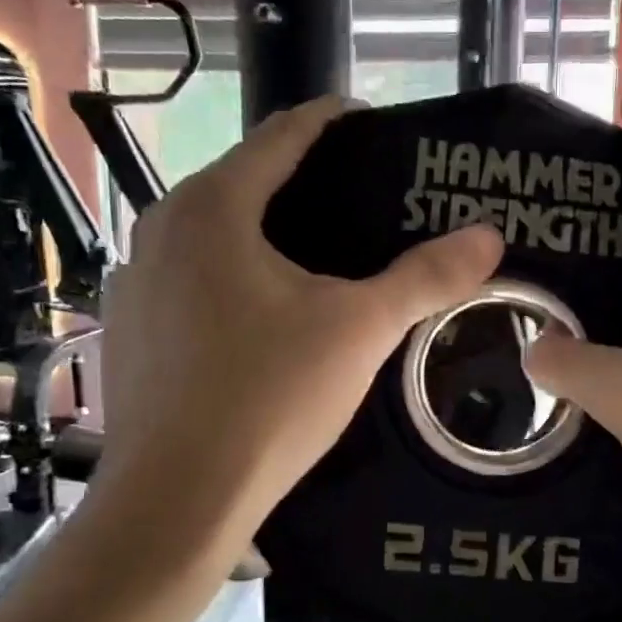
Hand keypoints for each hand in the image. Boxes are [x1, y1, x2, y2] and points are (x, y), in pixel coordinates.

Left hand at [91, 96, 504, 545]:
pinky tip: (267, 316)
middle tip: (365, 201)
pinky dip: (234, 278)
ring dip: (267, 234)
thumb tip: (489, 236)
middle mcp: (160, 230)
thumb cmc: (269, 398)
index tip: (372, 124)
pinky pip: (192, 281)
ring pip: (214, 236)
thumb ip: (426, 278)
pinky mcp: (131, 331)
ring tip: (324, 257)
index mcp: (212, 208)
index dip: (332, 122)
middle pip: (245, 182)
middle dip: (304, 182)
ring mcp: (136, 282)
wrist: (177, 499)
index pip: (282, 136)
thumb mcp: (360, 331)